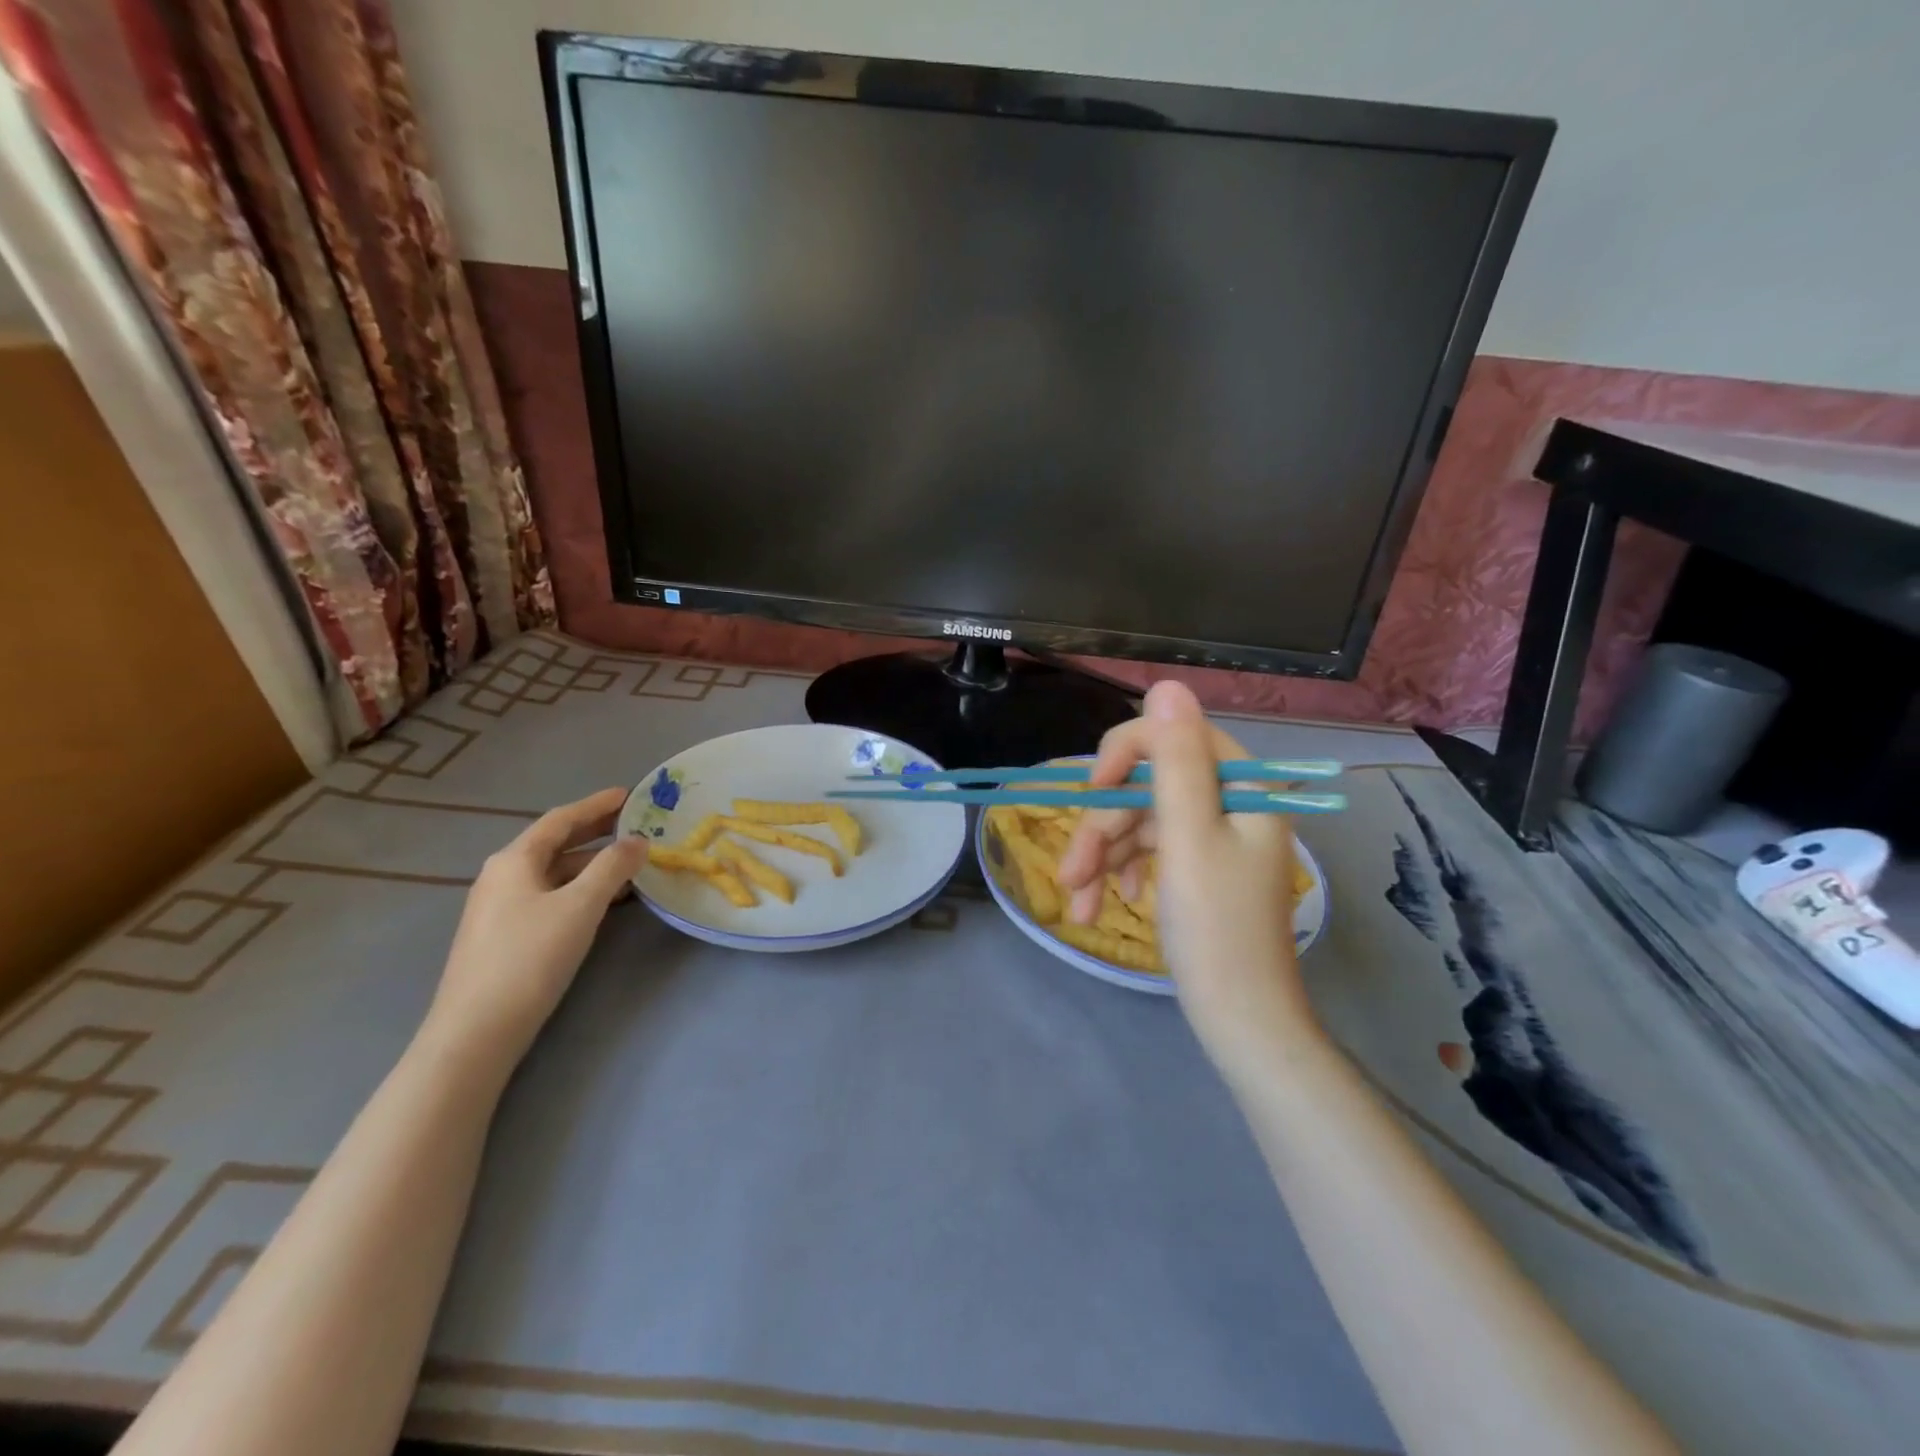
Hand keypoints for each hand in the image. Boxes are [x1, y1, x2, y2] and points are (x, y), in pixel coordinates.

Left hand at [423, 787, 646, 1069]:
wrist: (477, 1030)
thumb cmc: (530, 957)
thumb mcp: (581, 906)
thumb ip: (612, 867)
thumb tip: (637, 841)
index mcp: (514, 860)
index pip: (561, 819)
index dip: (597, 805)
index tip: (629, 795)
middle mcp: (502, 875)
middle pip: (555, 844)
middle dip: (596, 832)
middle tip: (635, 824)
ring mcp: (500, 907)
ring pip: (554, 872)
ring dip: (592, 864)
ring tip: (630, 865)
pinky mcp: (504, 935)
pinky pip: (549, 896)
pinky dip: (580, 889)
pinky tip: (603, 901)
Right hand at [1057, 682, 1320, 1072]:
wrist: (1240, 1019)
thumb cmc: (1215, 927)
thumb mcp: (1188, 837)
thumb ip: (1175, 760)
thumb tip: (1167, 685)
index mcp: (1241, 786)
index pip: (1172, 737)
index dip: (1124, 756)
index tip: (1092, 794)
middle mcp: (1229, 802)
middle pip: (1147, 786)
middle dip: (1103, 828)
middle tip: (1070, 874)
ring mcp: (1212, 836)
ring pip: (1140, 822)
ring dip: (1102, 858)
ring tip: (1077, 904)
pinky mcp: (1196, 867)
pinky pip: (1148, 851)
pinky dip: (1120, 873)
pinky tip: (1102, 903)